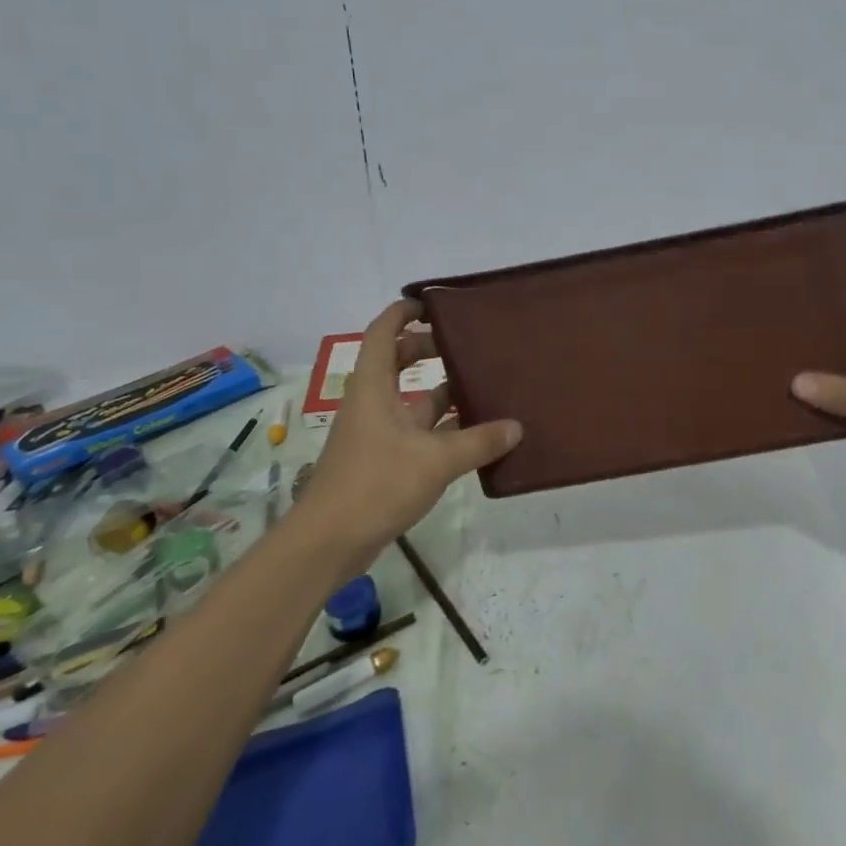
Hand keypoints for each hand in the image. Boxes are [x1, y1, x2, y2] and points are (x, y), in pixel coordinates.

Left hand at [296, 300, 521, 559]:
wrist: (329, 542)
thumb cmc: (376, 484)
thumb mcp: (436, 460)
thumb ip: (479, 441)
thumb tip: (517, 427)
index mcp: (374, 387)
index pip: (383, 332)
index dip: (403, 312)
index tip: (431, 303)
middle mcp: (372, 402)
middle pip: (396, 360)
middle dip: (427, 348)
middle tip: (465, 344)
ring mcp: (375, 432)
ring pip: (408, 398)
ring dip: (438, 389)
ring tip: (478, 383)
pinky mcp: (381, 460)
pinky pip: (414, 429)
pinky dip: (440, 425)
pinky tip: (471, 432)